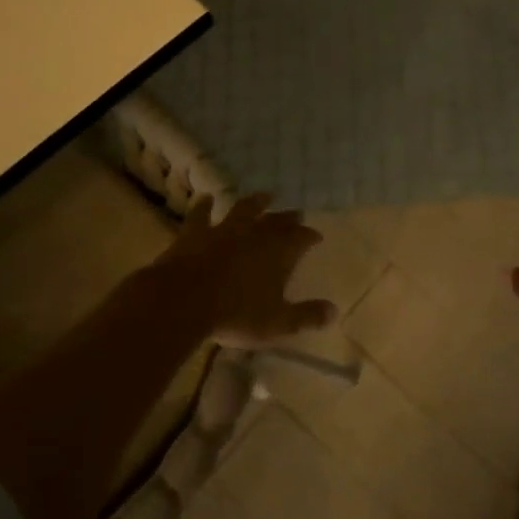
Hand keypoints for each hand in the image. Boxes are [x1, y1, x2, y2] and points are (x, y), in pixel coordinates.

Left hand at [138, 194, 337, 344]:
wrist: (184, 300)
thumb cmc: (237, 314)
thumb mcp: (278, 322)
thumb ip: (306, 316)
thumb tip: (334, 311)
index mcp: (280, 253)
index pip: (302, 238)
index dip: (310, 236)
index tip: (316, 236)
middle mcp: (255, 234)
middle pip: (277, 221)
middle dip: (289, 218)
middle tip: (296, 213)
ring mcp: (224, 230)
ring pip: (244, 210)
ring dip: (255, 202)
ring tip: (264, 196)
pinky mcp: (195, 233)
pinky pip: (201, 215)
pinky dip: (204, 206)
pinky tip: (205, 198)